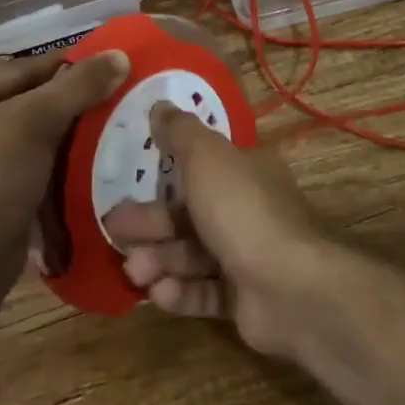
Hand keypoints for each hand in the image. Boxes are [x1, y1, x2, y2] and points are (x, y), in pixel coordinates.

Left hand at [0, 48, 129, 288]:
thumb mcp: (38, 122)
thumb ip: (79, 85)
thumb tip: (120, 54)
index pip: (23, 68)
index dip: (68, 68)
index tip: (109, 70)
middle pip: (24, 96)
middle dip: (66, 100)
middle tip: (110, 98)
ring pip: (26, 128)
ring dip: (62, 128)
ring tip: (103, 126)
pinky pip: (23, 156)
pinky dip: (50, 154)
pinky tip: (81, 157)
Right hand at [103, 103, 328, 356]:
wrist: (290, 288)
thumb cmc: (242, 210)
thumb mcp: (206, 157)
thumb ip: (180, 132)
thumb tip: (160, 104)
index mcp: (246, 171)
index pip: (201, 167)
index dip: (164, 174)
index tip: (128, 182)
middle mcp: (249, 210)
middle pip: (190, 213)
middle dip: (151, 223)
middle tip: (114, 232)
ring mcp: (249, 256)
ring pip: (194, 254)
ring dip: (160, 260)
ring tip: (134, 271)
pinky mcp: (245, 300)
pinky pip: (205, 291)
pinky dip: (181, 292)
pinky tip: (159, 294)